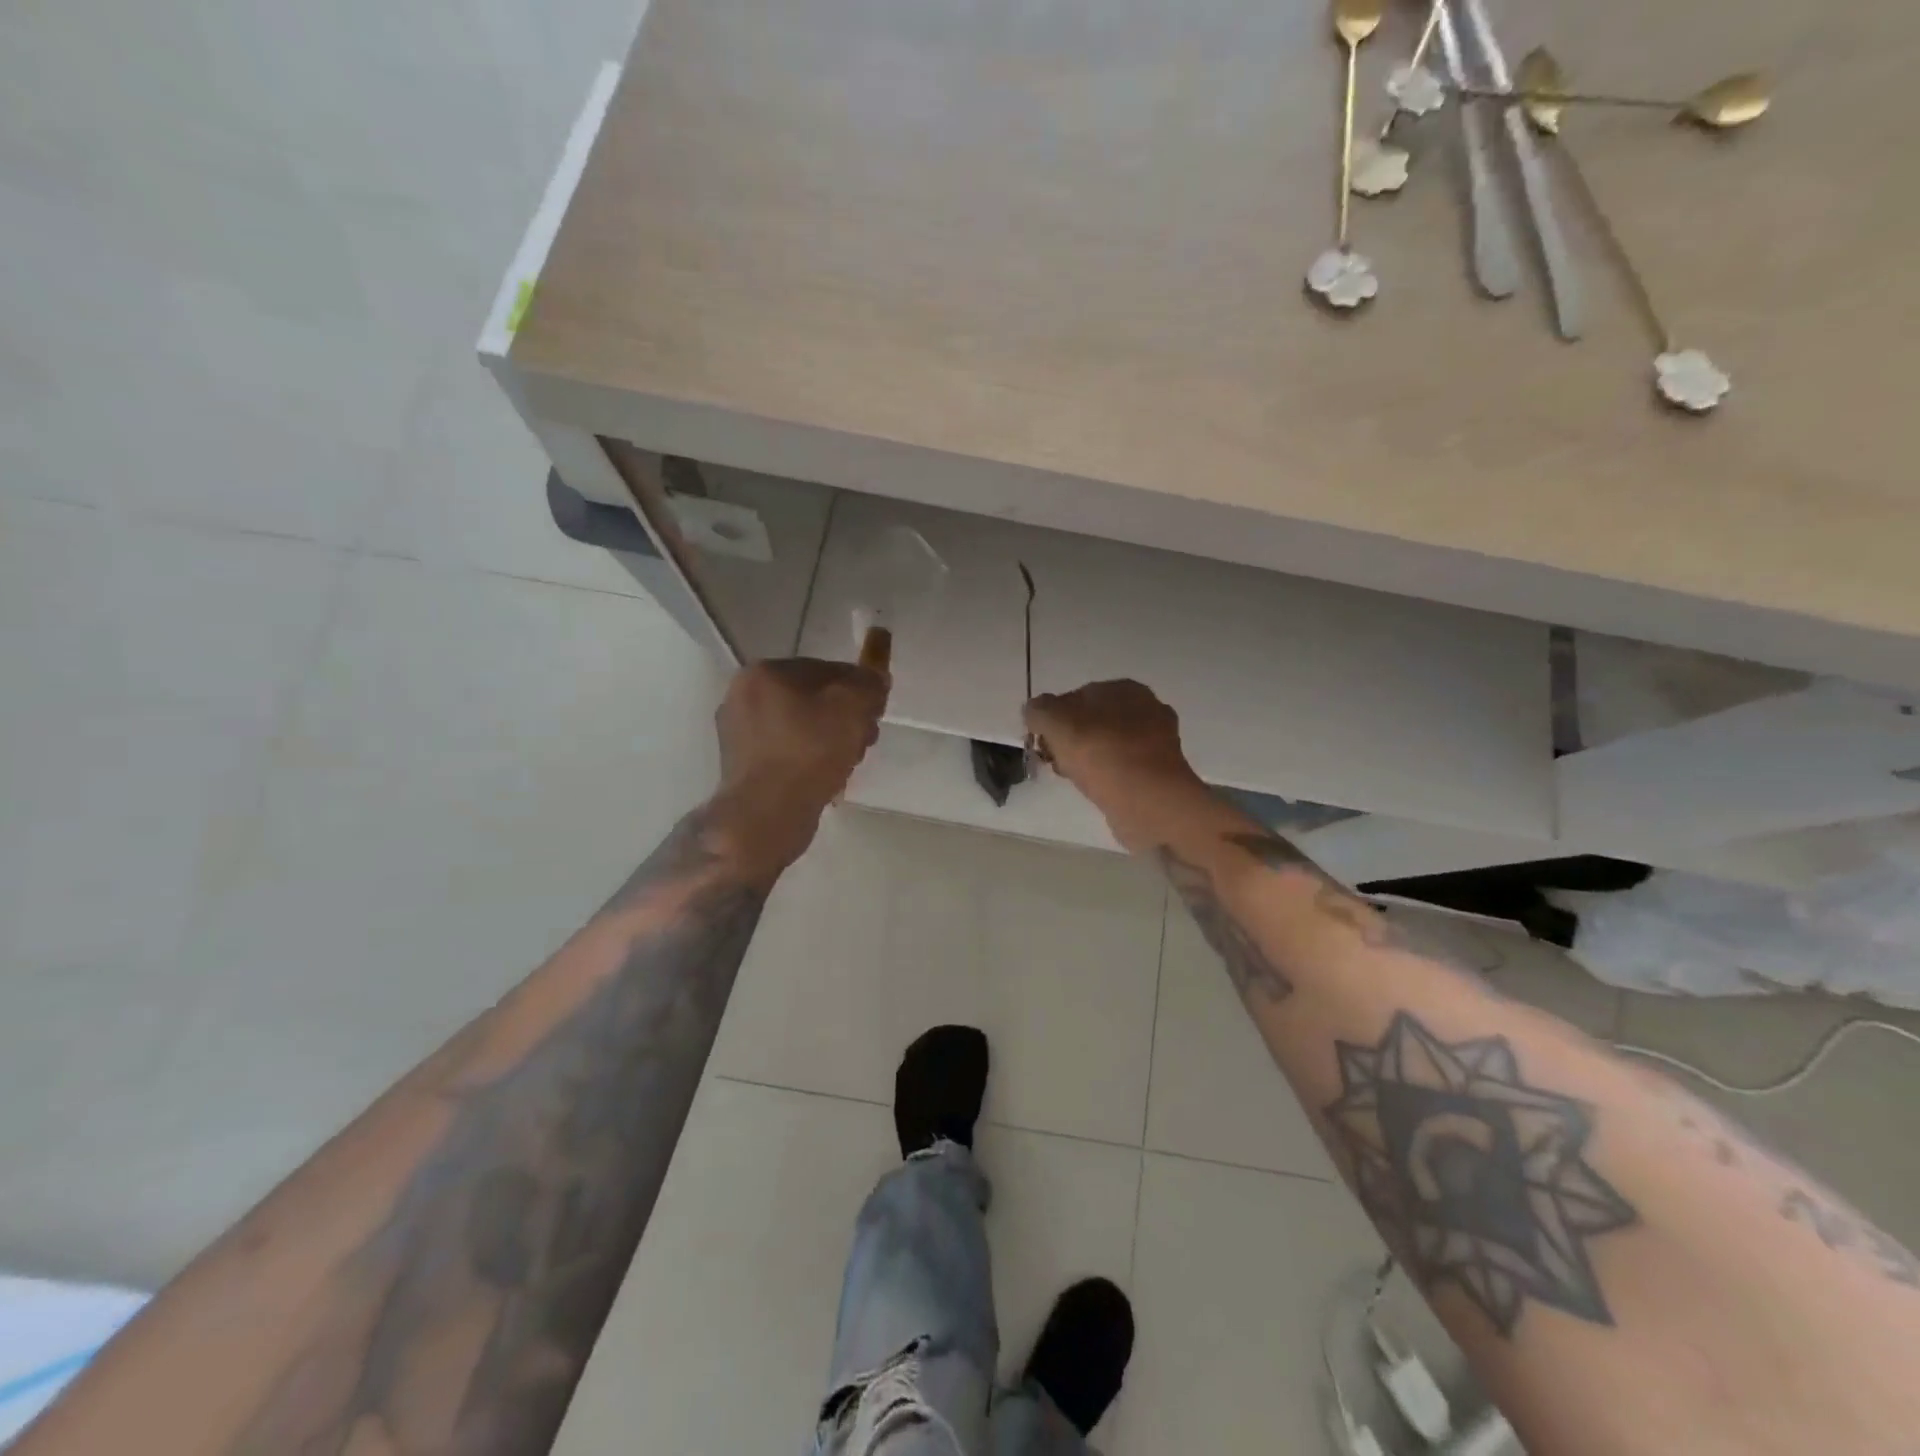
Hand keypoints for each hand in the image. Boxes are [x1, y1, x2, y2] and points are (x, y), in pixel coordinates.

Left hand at [710, 658, 888, 873]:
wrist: (766, 815)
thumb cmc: (809, 752)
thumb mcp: (852, 707)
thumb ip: (869, 684)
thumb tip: (875, 678)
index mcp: (763, 672)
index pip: (826, 669)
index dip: (858, 690)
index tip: (875, 715)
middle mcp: (742, 696)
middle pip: (812, 699)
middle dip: (844, 718)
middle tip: (864, 742)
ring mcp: (737, 733)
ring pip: (800, 726)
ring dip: (829, 740)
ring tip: (848, 764)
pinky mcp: (741, 765)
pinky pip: (786, 751)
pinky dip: (808, 759)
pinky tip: (825, 778)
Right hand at [1023, 680, 1207, 848]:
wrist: (1148, 801)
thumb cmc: (1100, 753)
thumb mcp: (1055, 722)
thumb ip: (1039, 711)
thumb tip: (1034, 710)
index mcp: (1124, 688)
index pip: (1077, 696)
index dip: (1053, 717)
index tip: (1041, 740)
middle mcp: (1146, 709)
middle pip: (1093, 721)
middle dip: (1070, 739)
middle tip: (1053, 760)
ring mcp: (1156, 742)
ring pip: (1106, 745)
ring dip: (1086, 759)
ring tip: (1071, 777)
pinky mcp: (1159, 773)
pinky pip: (1121, 768)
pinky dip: (1105, 776)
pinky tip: (1094, 789)